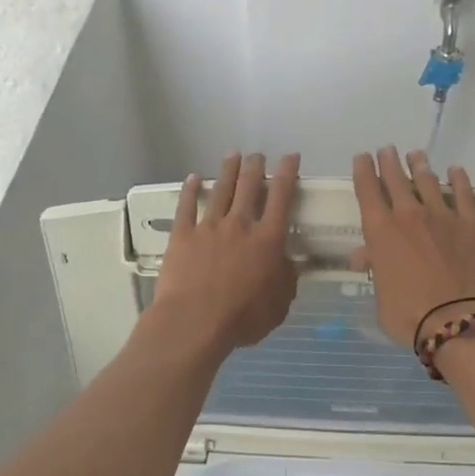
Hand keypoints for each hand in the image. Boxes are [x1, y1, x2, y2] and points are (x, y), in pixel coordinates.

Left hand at [154, 153, 301, 351]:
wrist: (194, 321)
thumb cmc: (242, 317)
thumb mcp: (279, 303)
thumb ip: (287, 278)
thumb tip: (291, 262)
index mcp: (268, 239)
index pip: (282, 197)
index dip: (288, 173)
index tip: (291, 157)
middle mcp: (240, 225)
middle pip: (249, 187)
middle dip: (255, 167)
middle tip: (258, 155)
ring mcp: (209, 227)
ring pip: (221, 190)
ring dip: (228, 170)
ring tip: (233, 154)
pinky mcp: (183, 236)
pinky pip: (186, 206)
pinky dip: (190, 190)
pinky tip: (193, 178)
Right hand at [351, 147, 474, 346]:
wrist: (454, 320)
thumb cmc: (408, 313)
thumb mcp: (380, 293)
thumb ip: (375, 267)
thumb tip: (364, 255)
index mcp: (380, 230)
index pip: (367, 190)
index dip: (363, 170)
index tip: (362, 157)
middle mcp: (408, 214)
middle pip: (396, 179)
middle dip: (389, 161)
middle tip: (387, 149)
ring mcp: (441, 215)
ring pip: (427, 180)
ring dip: (419, 165)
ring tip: (416, 154)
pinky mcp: (470, 223)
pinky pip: (464, 193)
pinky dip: (458, 179)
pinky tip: (455, 170)